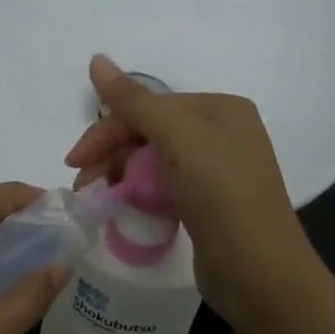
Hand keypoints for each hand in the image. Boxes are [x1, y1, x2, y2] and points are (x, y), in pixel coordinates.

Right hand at [64, 54, 321, 329]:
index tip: (75, 161)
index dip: (108, 129)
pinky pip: (163, 187)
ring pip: (152, 161)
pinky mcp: (207, 205)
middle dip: (111, 153)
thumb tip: (96, 59)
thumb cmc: (222, 197)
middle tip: (81, 182)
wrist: (260, 274)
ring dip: (120, 174)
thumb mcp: (178, 139)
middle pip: (149, 132)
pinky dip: (139, 193)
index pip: (149, 106)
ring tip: (96, 198)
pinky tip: (122, 206)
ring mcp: (215, 171)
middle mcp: (221, 134)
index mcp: (220, 109)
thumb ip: (134, 101)